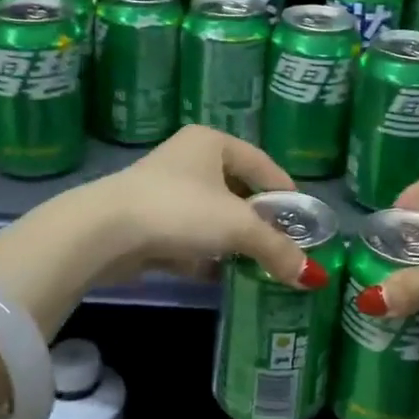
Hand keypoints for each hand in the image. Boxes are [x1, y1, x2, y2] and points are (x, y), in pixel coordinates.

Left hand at [82, 125, 326, 289]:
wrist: (104, 231)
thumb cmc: (180, 210)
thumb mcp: (237, 227)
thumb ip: (276, 249)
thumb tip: (313, 277)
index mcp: (212, 142)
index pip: (261, 163)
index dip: (285, 192)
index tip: (303, 219)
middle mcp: (188, 158)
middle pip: (236, 190)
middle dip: (258, 221)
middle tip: (281, 246)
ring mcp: (163, 190)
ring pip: (211, 215)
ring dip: (231, 240)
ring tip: (255, 264)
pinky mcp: (146, 220)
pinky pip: (187, 235)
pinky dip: (204, 254)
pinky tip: (219, 275)